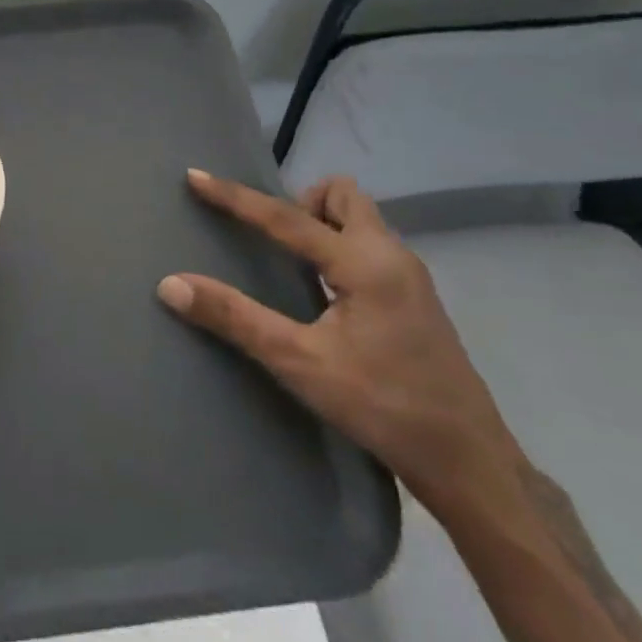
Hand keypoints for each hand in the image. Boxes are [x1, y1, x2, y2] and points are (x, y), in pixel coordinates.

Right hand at [158, 171, 518, 512]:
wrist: (471, 464)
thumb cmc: (383, 408)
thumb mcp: (301, 364)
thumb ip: (235, 318)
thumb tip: (171, 284)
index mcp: (364, 263)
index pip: (286, 216)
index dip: (235, 196)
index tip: (196, 177)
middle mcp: (391, 255)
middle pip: (342, 195)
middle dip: (301, 202)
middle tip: (272, 240)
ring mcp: (410, 276)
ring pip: (359, 219)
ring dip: (321, 224)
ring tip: (291, 263)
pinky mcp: (416, 298)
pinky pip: (369, 245)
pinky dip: (338, 247)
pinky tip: (324, 292)